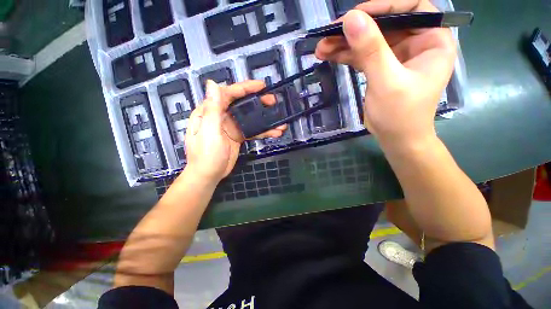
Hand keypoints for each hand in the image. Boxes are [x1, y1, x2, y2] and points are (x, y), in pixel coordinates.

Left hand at [184, 80, 286, 182]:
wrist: (208, 175)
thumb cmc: (206, 154)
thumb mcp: (209, 131)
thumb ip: (213, 109)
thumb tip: (212, 84)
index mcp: (210, 111)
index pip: (227, 94)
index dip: (244, 88)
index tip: (260, 86)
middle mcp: (220, 116)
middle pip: (240, 104)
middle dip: (257, 101)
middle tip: (272, 101)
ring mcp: (230, 127)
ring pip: (249, 118)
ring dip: (264, 118)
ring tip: (278, 119)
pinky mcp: (237, 136)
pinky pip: (251, 130)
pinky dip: (263, 131)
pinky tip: (274, 132)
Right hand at [315, 0, 455, 147]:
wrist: (396, 139)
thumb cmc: (400, 115)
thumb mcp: (386, 81)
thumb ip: (371, 50)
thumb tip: (351, 19)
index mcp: (432, 41)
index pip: (412, 8)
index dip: (384, 6)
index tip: (355, 15)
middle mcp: (416, 44)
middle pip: (385, 24)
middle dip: (355, 29)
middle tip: (329, 33)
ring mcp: (396, 56)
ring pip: (369, 41)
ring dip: (345, 44)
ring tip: (321, 47)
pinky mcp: (381, 68)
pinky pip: (362, 56)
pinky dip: (346, 55)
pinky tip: (329, 55)